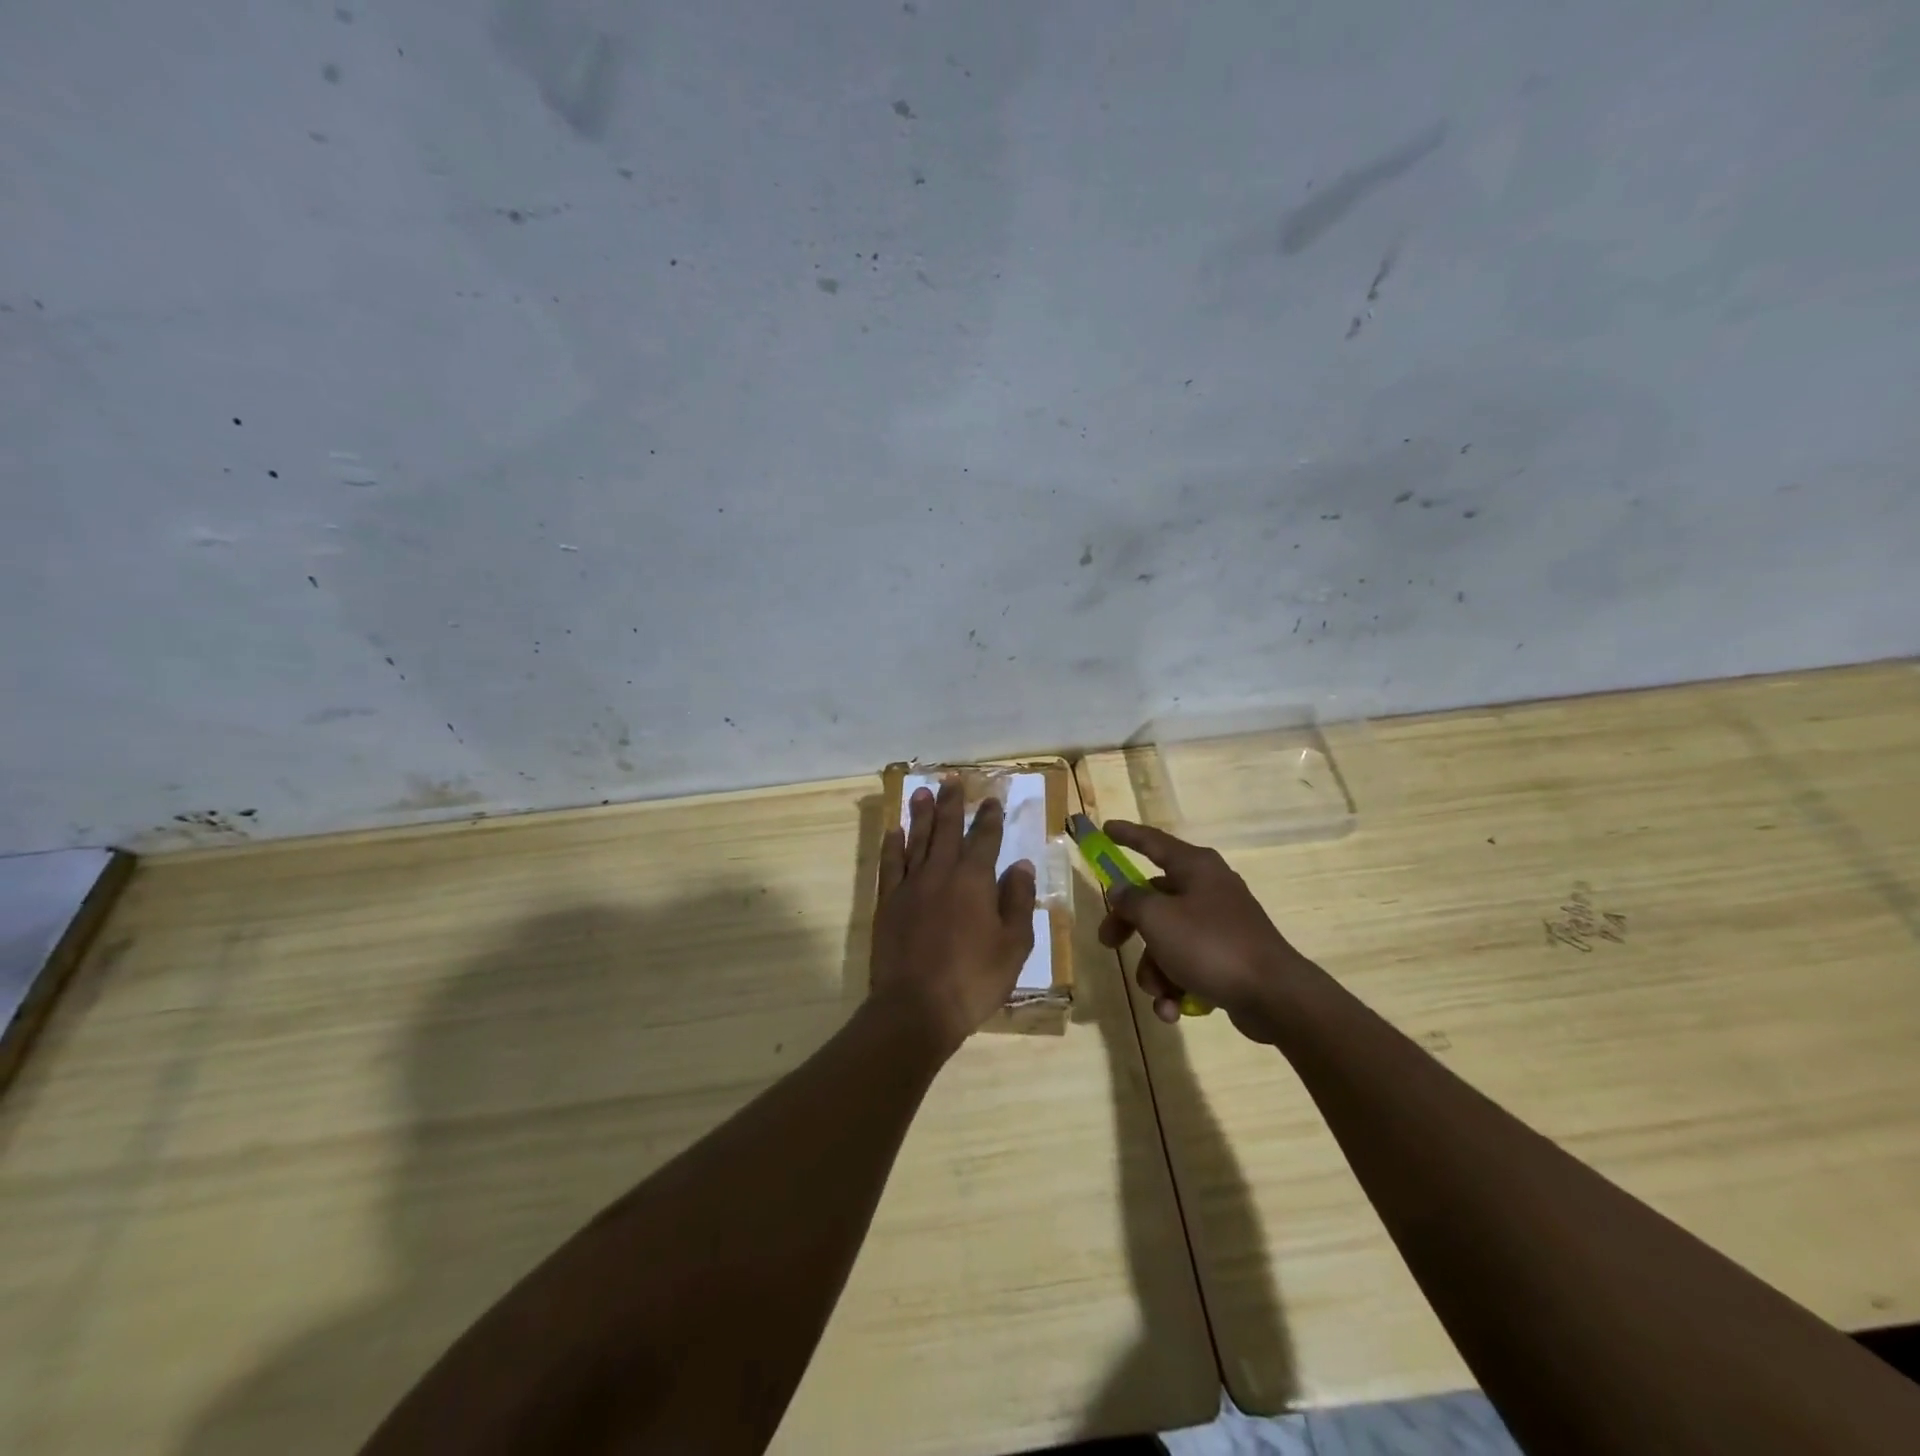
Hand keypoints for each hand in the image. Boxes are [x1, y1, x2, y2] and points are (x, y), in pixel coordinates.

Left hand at [870, 778, 1036, 1053]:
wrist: (916, 1007)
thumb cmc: (974, 979)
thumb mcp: (1013, 945)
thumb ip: (1017, 900)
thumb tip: (1020, 864)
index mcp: (974, 881)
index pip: (984, 839)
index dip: (989, 818)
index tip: (991, 800)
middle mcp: (941, 873)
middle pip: (946, 829)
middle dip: (952, 803)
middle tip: (952, 779)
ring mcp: (910, 886)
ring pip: (916, 840)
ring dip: (921, 814)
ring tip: (922, 791)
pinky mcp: (888, 903)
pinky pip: (890, 864)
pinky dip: (892, 845)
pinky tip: (894, 831)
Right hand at [1095, 821, 1309, 1042]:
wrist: (1274, 996)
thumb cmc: (1210, 945)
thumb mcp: (1159, 918)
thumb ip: (1132, 900)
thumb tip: (1121, 890)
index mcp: (1195, 868)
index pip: (1153, 842)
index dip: (1127, 835)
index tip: (1105, 829)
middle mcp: (1208, 889)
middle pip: (1154, 900)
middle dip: (1129, 927)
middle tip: (1108, 942)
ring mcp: (1220, 925)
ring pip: (1168, 940)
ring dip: (1154, 969)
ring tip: (1159, 993)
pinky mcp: (1227, 959)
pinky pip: (1188, 966)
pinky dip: (1176, 986)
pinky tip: (1173, 1009)